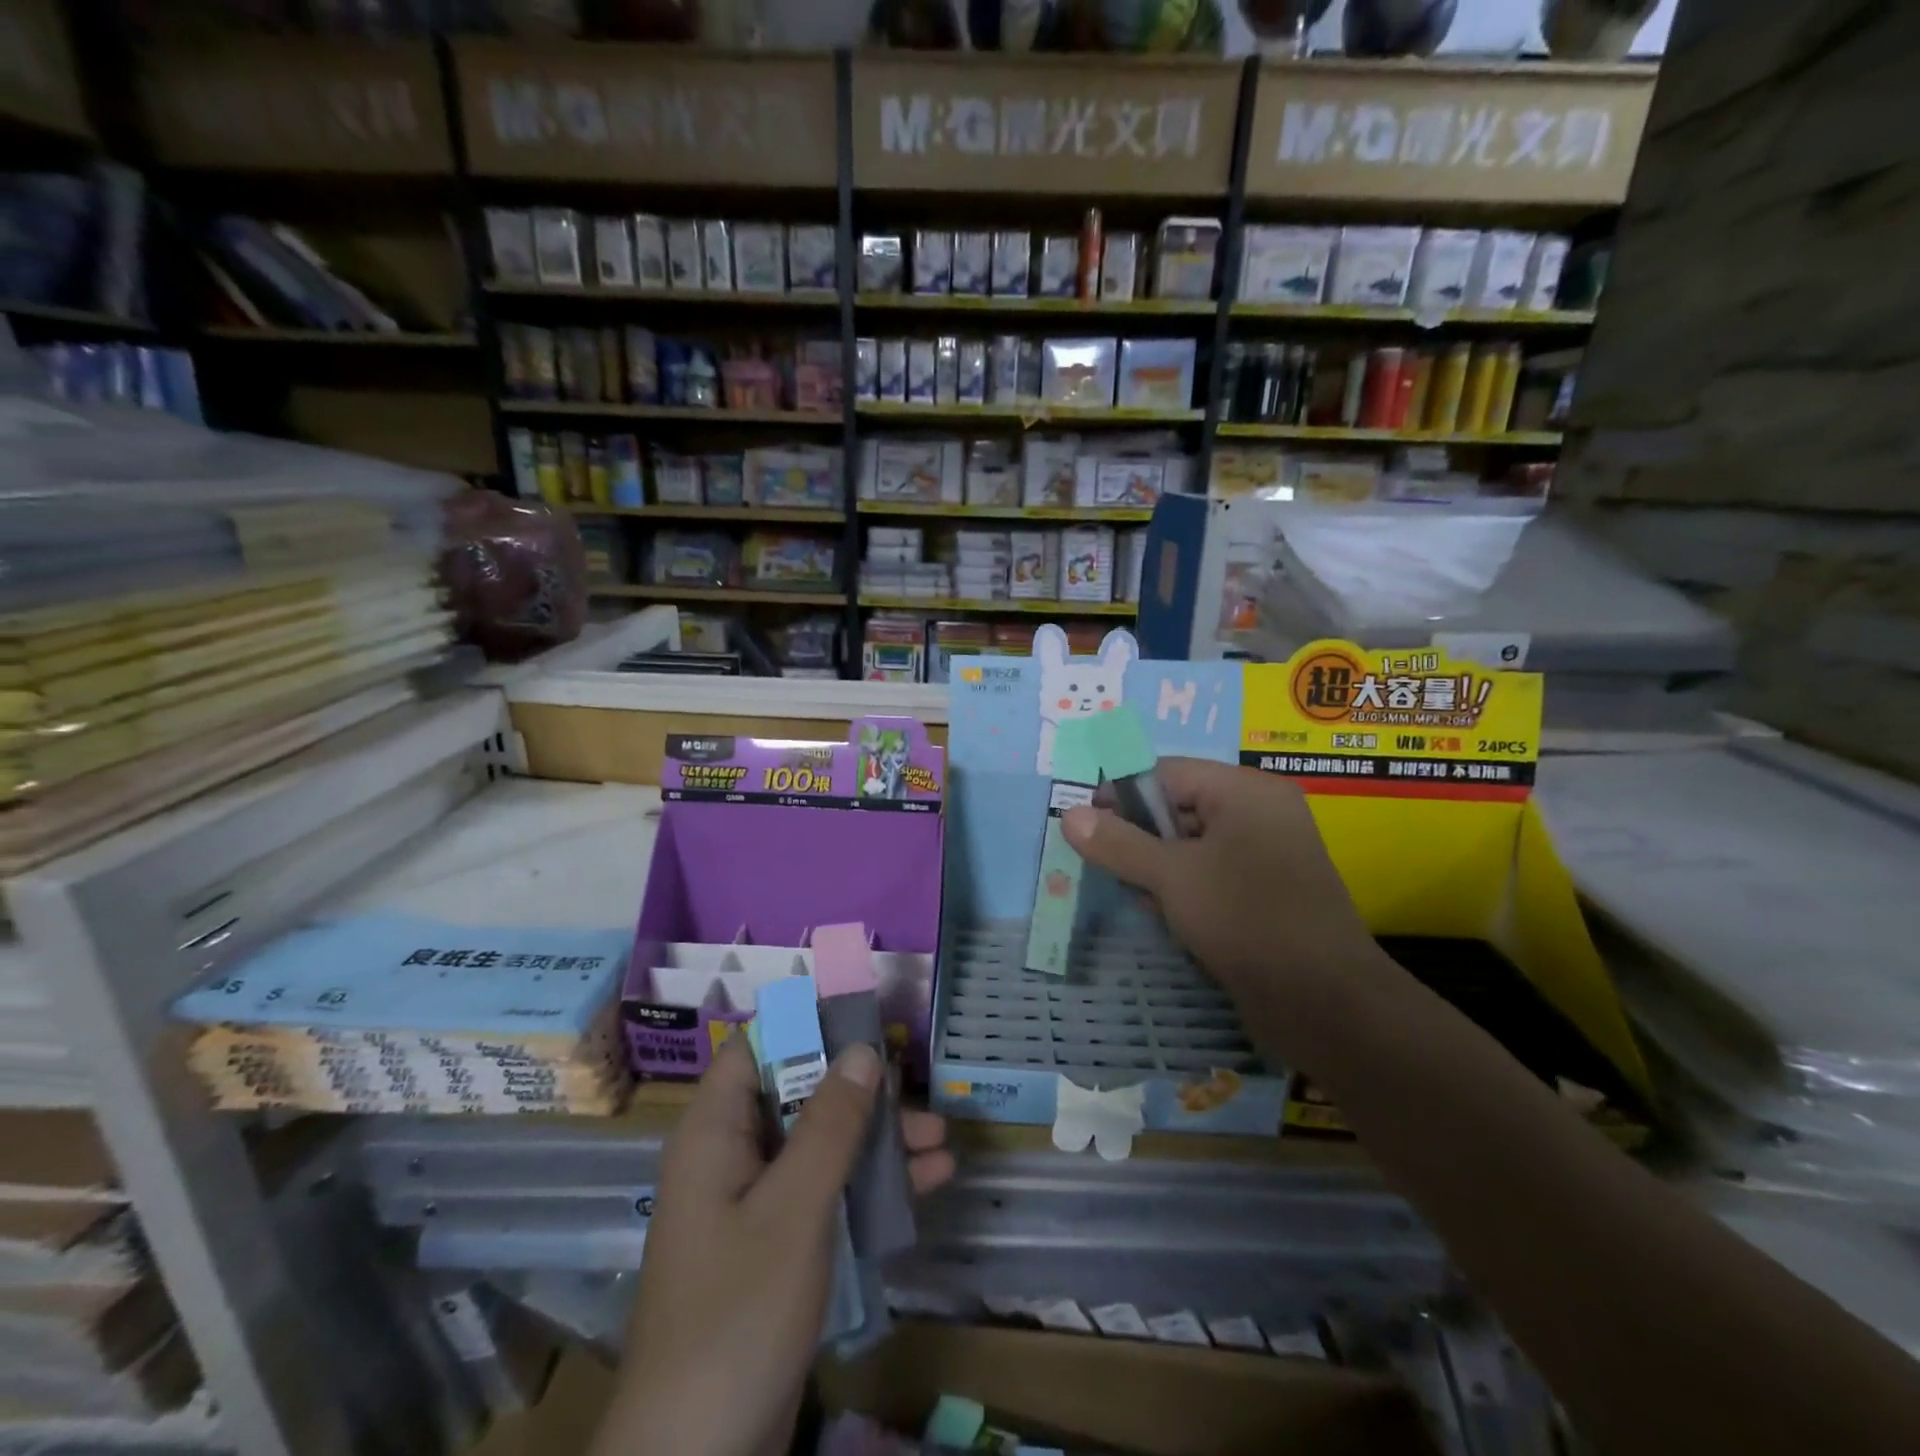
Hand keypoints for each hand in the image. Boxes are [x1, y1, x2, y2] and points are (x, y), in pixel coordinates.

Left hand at [603, 1036, 952, 1455]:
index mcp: (715, 1134)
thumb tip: (863, 1049)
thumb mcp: (794, 1209)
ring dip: (877, 1143)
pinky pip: (825, 1195)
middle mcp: (732, 1158)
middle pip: (799, 1097)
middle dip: (862, 1095)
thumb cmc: (739, 1311)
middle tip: (919, 1096)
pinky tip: (926, 1188)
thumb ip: (831, 1126)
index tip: (864, 1022)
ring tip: (942, 1144)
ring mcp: (755, 1205)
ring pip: (820, 1147)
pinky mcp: (776, 1247)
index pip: (757, 1049)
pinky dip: (869, 1188)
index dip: (807, 1027)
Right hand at [1064, 758, 1378, 1031]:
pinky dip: (1183, 888)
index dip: (1121, 795)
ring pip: (1192, 846)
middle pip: (1179, 808)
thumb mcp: (1171, 877)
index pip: (1167, 773)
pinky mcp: (1266, 893)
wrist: (1325, 1004)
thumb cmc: (1245, 919)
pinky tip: (1161, 915)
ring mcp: (1267, 855)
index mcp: (1245, 792)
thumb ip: (1118, 844)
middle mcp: (1260, 814)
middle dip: (1137, 836)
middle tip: (1101, 864)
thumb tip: (1069, 815)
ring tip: (1130, 893)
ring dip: (1156, 867)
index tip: (1085, 826)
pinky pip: (1212, 875)